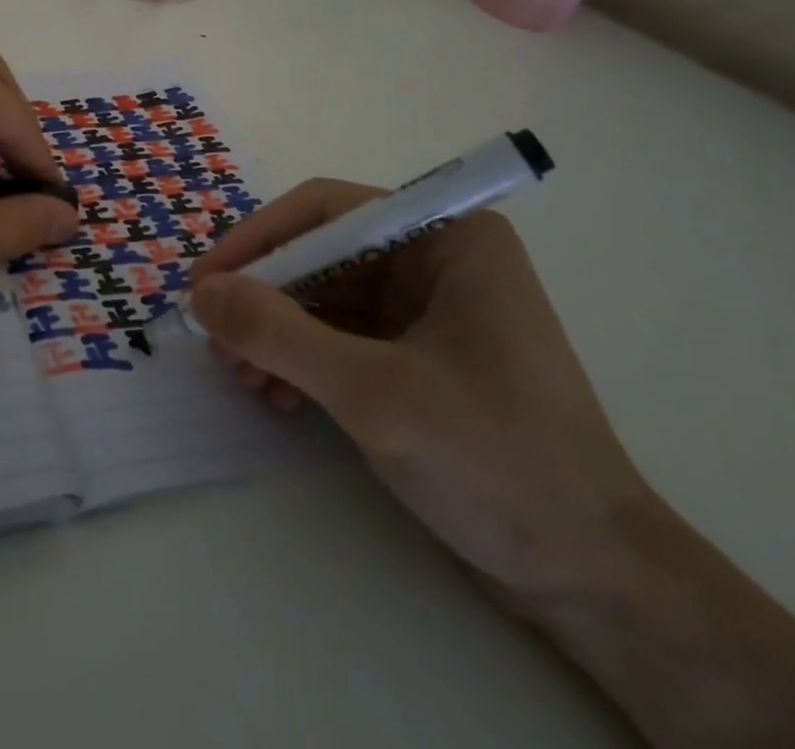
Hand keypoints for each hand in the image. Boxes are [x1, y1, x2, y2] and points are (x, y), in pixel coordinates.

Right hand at [189, 180, 652, 609]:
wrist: (593, 582)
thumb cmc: (496, 462)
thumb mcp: (373, 393)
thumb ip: (279, 334)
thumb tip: (201, 293)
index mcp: (446, 237)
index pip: (327, 212)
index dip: (257, 241)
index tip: (204, 285)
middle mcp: (436, 258)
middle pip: (321, 254)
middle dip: (265, 299)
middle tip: (217, 343)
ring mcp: (429, 308)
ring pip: (324, 297)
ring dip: (276, 334)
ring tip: (241, 380)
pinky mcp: (419, 354)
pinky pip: (341, 336)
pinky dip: (302, 360)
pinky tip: (277, 397)